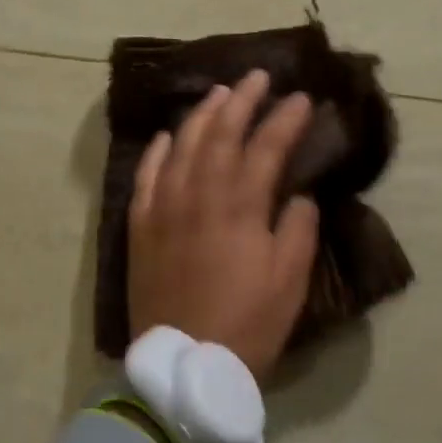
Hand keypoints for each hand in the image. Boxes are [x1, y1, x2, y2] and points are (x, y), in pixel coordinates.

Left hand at [128, 69, 320, 381]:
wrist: (184, 365)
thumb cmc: (247, 325)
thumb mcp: (289, 282)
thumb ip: (297, 230)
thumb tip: (297, 195)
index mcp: (239, 207)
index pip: (266, 148)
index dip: (285, 119)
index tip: (302, 98)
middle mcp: (199, 195)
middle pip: (220, 135)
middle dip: (242, 101)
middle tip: (258, 77)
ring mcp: (163, 207)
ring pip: (181, 146)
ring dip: (201, 115)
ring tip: (219, 93)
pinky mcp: (139, 226)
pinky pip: (145, 176)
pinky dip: (156, 151)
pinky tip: (166, 135)